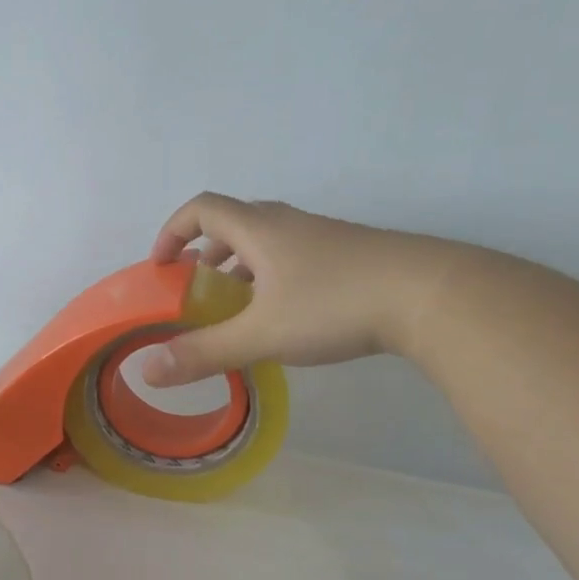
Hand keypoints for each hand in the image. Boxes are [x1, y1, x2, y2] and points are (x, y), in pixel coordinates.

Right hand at [142, 193, 466, 384]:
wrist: (431, 295)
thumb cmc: (334, 305)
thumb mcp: (261, 334)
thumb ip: (204, 352)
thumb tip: (148, 370)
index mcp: (260, 230)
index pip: (202, 209)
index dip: (172, 231)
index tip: (160, 265)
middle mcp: (289, 224)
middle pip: (234, 222)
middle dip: (205, 252)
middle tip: (195, 288)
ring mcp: (325, 238)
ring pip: (268, 242)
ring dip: (240, 267)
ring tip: (235, 307)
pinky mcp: (351, 256)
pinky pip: (295, 258)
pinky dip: (272, 278)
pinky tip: (285, 316)